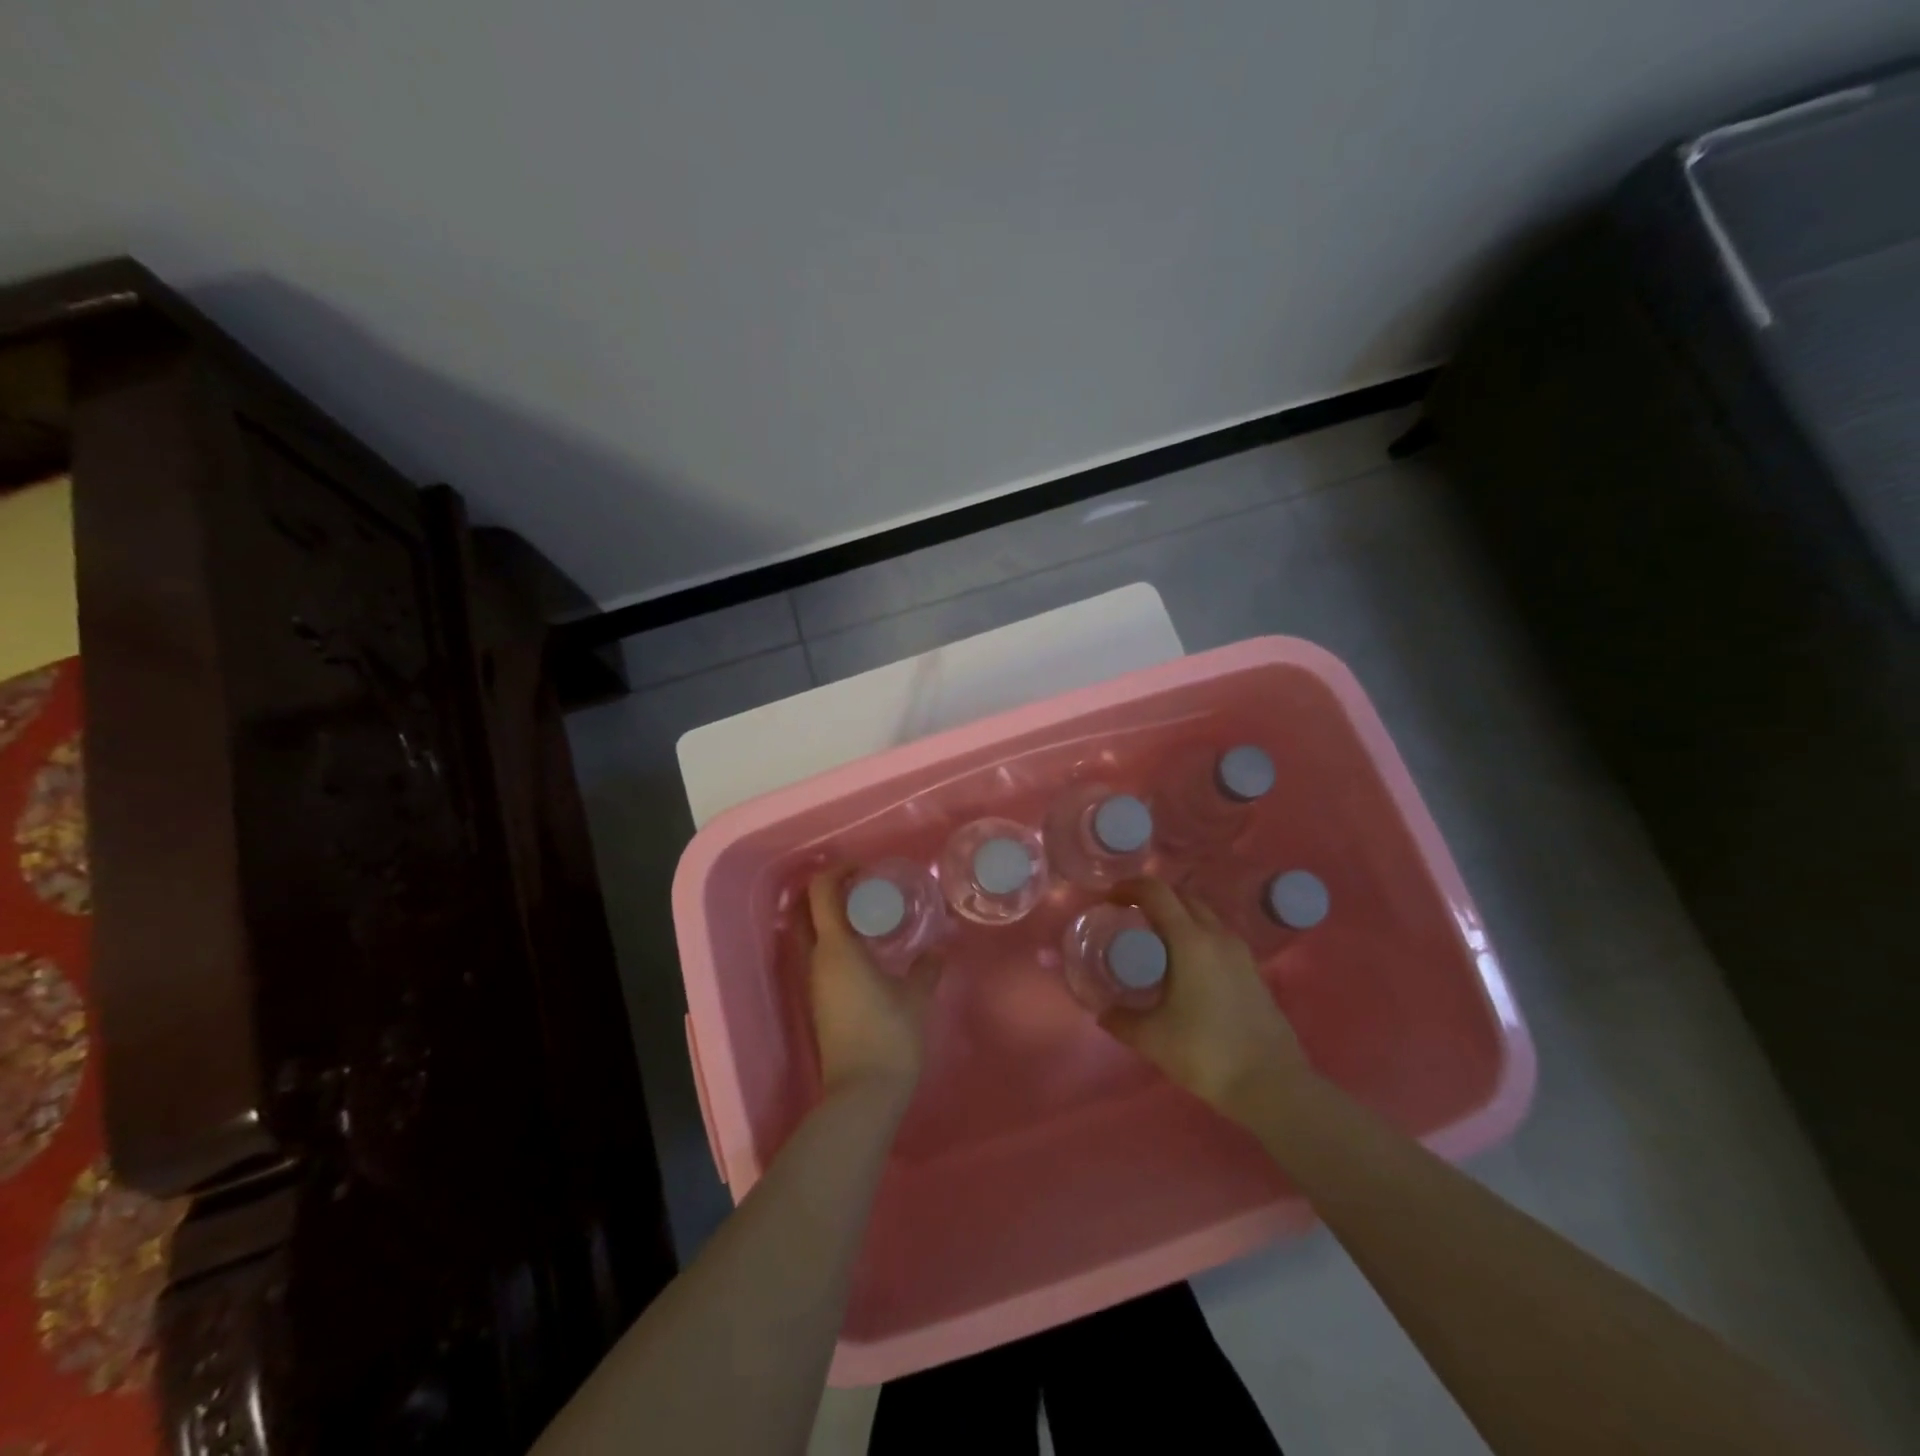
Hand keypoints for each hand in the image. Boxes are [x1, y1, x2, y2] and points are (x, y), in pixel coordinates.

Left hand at [803, 870, 941, 1104]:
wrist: (862, 1094)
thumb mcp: (916, 997)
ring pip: (811, 934)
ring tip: (871, 915)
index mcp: (837, 948)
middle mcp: (817, 960)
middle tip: (863, 887)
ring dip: (832, 917)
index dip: (837, 871)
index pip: (821, 893)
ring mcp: (814, 983)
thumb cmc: (890, 1037)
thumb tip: (941, 947)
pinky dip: (836, 941)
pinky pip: (820, 956)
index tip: (864, 868)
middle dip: (829, 891)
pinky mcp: (819, 1002)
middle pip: (806, 910)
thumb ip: (928, 967)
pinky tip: (867, 950)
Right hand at [1099, 878, 1312, 1124]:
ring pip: (1203, 915)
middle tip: (1130, 920)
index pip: (1156, 892)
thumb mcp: (1152, 1039)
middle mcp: (1217, 936)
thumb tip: (1103, 1011)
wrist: (1273, 1085)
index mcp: (1190, 941)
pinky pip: (1217, 937)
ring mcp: (1240, 952)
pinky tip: (1185, 968)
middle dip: (1153, 899)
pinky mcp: (1253, 970)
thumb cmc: (1206, 1053)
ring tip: (1156, 943)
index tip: (1109, 900)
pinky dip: (1196, 936)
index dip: (1129, 887)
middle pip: (1182, 897)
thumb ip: (1120, 1020)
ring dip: (1177, 917)